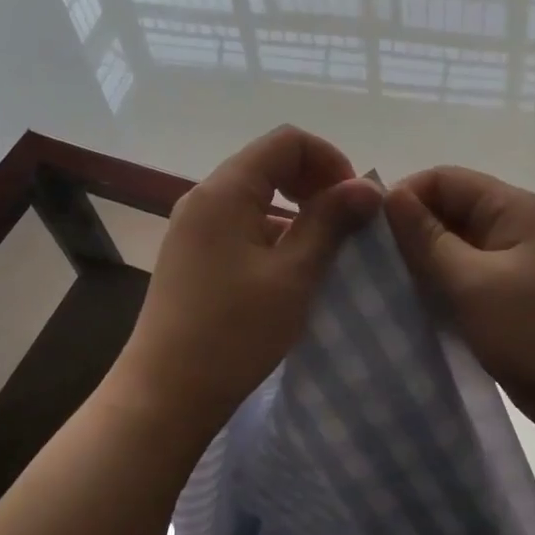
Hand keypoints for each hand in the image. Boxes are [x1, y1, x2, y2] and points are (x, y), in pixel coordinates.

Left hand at [115, 127, 381, 435]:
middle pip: (269, 164)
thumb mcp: (293, 275)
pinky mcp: (191, 257)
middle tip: (347, 225)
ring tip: (326, 253)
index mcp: (224, 191)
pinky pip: (239, 227)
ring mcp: (192, 228)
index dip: (329, 160)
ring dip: (296, 213)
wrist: (166, 393)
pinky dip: (272, 236)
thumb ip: (330, 222)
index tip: (355, 203)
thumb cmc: (234, 332)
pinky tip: (291, 273)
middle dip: (315, 185)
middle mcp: (203, 198)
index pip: (286, 141)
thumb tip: (367, 185)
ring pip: (255, 198)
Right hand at [384, 166, 534, 447]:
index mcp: (513, 208)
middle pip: (448, 210)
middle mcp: (515, 227)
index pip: (444, 179)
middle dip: (408, 231)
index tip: (366, 232)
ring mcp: (514, 264)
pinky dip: (438, 287)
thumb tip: (389, 195)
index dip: (404, 197)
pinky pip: (464, 279)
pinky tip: (411, 307)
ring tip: (383, 287)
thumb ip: (427, 238)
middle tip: (369, 264)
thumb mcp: (472, 283)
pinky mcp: (510, 297)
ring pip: (453, 247)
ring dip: (420, 263)